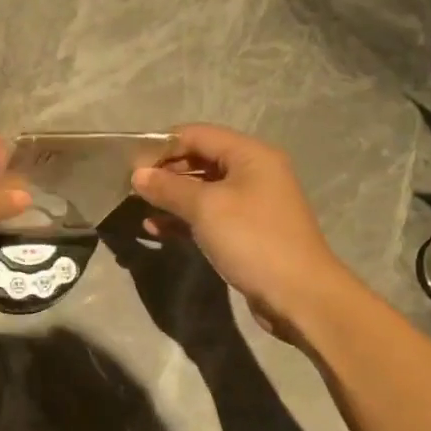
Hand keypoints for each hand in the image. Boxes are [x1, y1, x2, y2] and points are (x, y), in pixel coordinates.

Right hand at [131, 124, 351, 330]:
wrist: (299, 295)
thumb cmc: (253, 240)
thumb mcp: (206, 208)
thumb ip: (169, 187)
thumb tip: (138, 175)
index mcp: (250, 155)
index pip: (197, 135)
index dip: (162, 145)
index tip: (131, 165)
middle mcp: (253, 172)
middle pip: (199, 160)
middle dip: (165, 172)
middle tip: (132, 189)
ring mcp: (251, 203)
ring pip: (202, 190)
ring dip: (171, 198)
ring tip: (140, 209)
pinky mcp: (246, 231)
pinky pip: (208, 215)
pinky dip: (184, 219)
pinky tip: (156, 229)